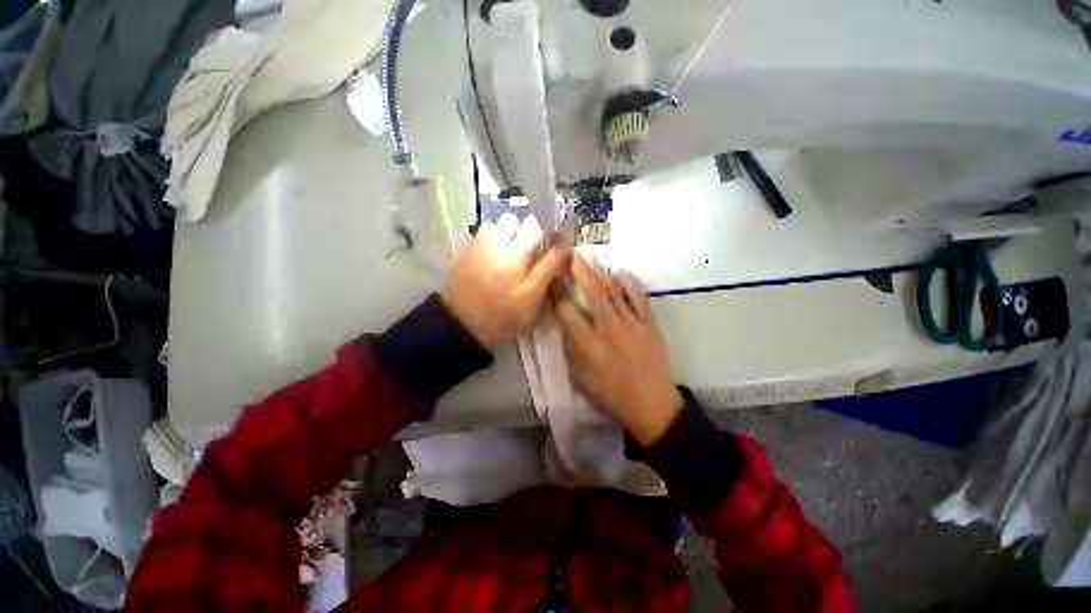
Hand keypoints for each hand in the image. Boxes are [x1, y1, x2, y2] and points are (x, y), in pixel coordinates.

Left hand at [441, 214, 570, 350]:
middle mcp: (514, 262)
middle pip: (533, 228)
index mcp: (530, 283)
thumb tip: (555, 271)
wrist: (461, 322)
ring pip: (510, 221)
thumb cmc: (500, 321)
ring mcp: (491, 250)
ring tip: (510, 243)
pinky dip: (495, 233)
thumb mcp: (530, 317)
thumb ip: (545, 293)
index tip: (565, 245)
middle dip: (538, 233)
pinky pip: (489, 227)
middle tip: (533, 244)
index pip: (556, 255)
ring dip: (515, 230)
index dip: (563, 247)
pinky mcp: (473, 247)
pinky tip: (493, 247)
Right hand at [553, 254, 683, 445]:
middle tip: (571, 253)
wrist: (650, 403)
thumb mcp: (581, 377)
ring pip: (613, 292)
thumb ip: (571, 348)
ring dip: (600, 272)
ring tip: (590, 255)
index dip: (556, 292)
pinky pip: (640, 301)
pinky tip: (623, 273)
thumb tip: (565, 323)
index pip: (567, 311)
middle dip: (579, 270)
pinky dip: (631, 286)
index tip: (551, 278)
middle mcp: (608, 329)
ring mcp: (632, 325)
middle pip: (592, 293)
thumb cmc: (610, 393)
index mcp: (588, 345)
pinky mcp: (649, 326)